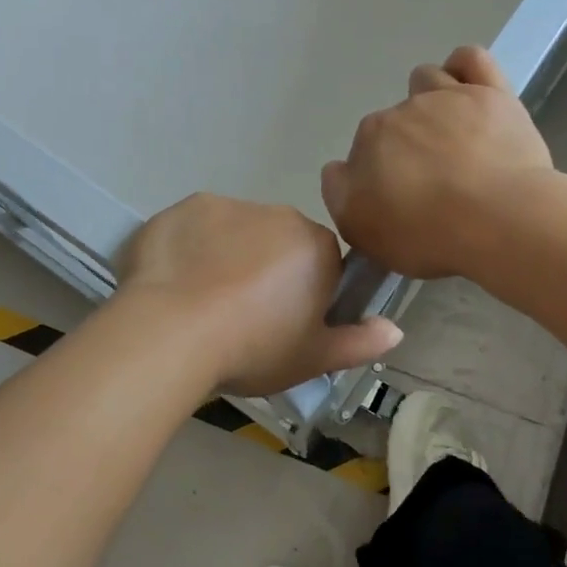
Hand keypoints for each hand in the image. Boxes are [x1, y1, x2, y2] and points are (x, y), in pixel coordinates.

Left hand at [116, 193, 403, 396]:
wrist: (171, 333)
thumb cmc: (253, 347)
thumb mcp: (313, 359)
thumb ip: (359, 343)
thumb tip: (396, 330)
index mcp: (314, 246)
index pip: (322, 262)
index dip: (305, 293)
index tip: (283, 323)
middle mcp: (276, 214)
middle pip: (278, 242)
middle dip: (266, 270)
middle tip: (242, 317)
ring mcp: (225, 206)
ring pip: (234, 232)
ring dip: (227, 257)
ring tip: (201, 303)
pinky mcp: (181, 208)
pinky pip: (193, 229)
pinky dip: (188, 249)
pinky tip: (173, 284)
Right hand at [321, 45, 554, 279]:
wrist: (499, 221)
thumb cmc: (428, 235)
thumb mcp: (362, 232)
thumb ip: (340, 194)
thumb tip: (339, 169)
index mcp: (369, 139)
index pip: (365, 150)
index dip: (381, 175)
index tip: (401, 200)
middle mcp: (402, 110)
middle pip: (397, 120)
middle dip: (408, 145)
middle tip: (433, 182)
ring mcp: (448, 97)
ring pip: (427, 80)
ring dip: (432, 101)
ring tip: (452, 137)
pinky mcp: (491, 93)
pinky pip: (470, 59)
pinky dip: (464, 69)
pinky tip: (470, 90)